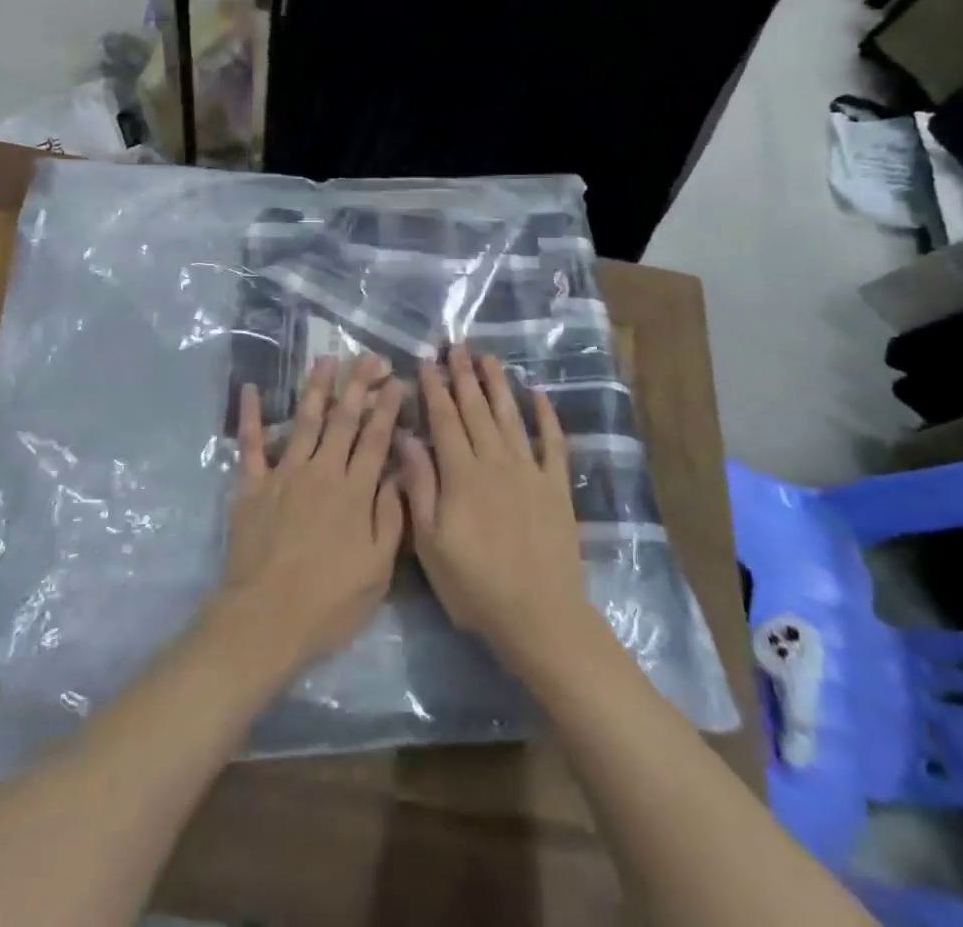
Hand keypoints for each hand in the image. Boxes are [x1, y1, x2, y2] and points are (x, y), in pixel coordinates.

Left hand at [210, 354, 405, 684]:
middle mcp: (323, 472)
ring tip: (326, 359)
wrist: (266, 618)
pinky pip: (251, 445)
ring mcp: (285, 474)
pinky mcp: (253, 486)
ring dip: (316, 388)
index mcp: (355, 492)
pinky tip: (249, 389)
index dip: (388, 407)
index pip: (376, 439)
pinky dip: (250, 416)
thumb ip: (390, 518)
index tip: (397, 381)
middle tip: (368, 357)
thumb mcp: (377, 569)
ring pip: (305, 421)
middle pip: (344, 420)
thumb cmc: (329, 602)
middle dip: (358, 385)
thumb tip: (397, 474)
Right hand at [398, 345, 598, 673]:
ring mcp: (530, 471)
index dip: (434, 388)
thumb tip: (406, 438)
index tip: (426, 361)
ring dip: (499, 385)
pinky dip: (547, 417)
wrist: (539, 615)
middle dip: (464, 376)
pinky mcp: (556, 487)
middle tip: (456, 346)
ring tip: (489, 358)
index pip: (444, 419)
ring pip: (511, 417)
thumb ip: (419, 486)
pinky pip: (552, 443)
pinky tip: (540, 395)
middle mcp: (495, 461)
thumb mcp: (430, 542)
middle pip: (477, 410)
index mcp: (461, 473)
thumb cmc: (474, 584)